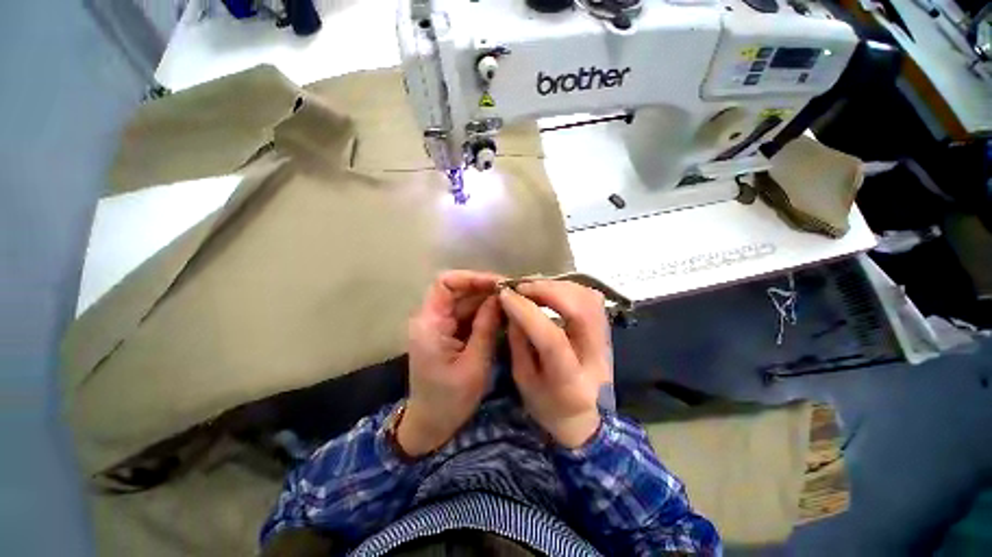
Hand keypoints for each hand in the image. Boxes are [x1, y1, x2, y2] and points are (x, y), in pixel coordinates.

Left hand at [399, 270, 502, 456]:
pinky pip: (466, 314)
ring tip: (512, 303)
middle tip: (513, 293)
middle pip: (457, 290)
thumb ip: (486, 327)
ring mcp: (438, 325)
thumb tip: (500, 298)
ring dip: (486, 300)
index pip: (445, 283)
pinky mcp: (446, 333)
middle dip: (485, 289)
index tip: (498, 284)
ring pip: (463, 301)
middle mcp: (431, 318)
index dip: (472, 278)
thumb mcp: (474, 364)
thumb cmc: (450, 400)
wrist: (430, 424)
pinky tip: (502, 315)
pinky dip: (483, 313)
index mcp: (430, 324)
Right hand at [499, 281, 612, 447]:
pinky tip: (551, 291)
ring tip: (534, 287)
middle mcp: (596, 356)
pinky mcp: (605, 330)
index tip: (506, 295)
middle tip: (521, 287)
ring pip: (589, 299)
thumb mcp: (524, 381)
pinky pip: (591, 298)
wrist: (587, 419)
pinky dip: (569, 288)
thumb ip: (518, 343)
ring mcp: (606, 341)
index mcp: (571, 380)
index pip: (552, 338)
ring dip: (558, 286)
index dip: (527, 312)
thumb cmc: (550, 406)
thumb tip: (513, 306)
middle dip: (547, 291)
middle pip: (580, 310)